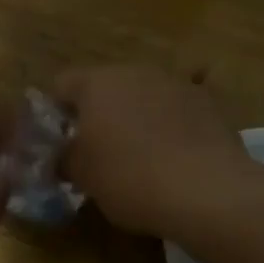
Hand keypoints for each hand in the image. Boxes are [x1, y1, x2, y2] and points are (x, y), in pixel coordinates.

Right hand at [54, 65, 251, 238]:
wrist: (208, 191)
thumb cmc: (130, 178)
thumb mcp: (83, 176)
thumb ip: (64, 158)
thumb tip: (62, 156)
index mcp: (96, 83)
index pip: (61, 85)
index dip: (55, 113)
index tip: (59, 143)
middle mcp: (135, 72)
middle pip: (105, 86)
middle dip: (98, 113)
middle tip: (97, 151)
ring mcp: (175, 83)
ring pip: (143, 95)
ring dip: (136, 117)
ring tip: (140, 155)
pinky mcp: (209, 103)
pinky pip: (177, 110)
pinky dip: (171, 125)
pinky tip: (177, 153)